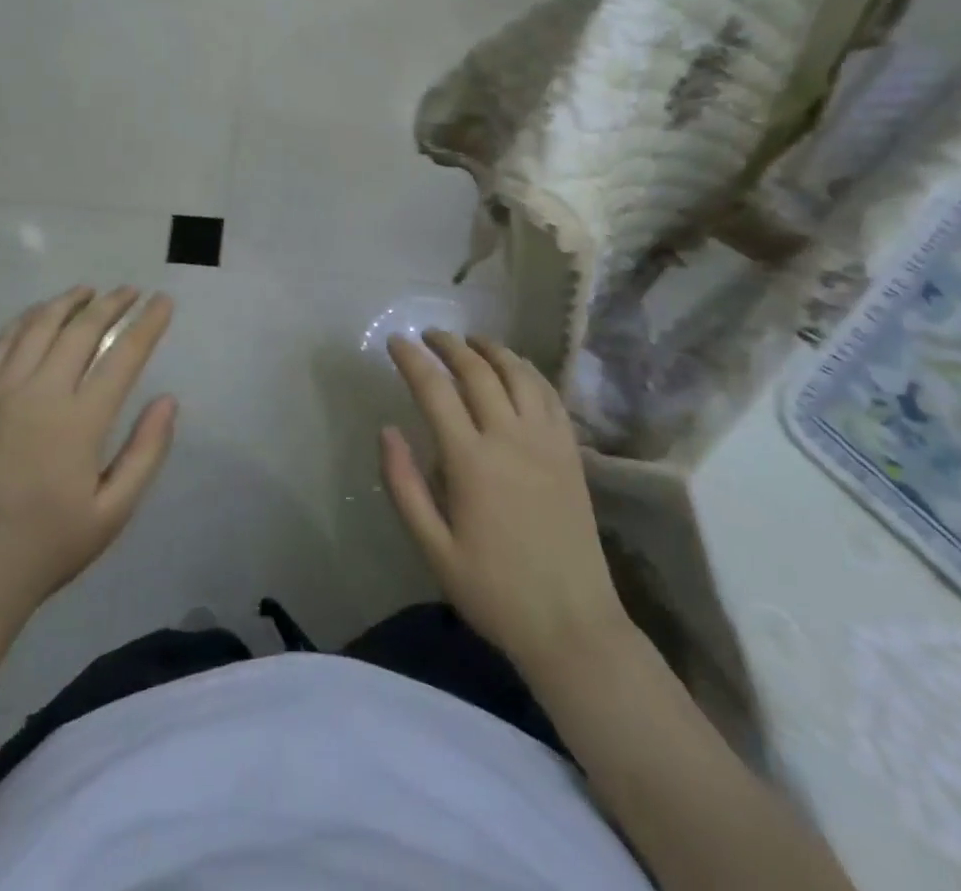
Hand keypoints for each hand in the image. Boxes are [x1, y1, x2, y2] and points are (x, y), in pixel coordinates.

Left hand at [0, 287, 176, 621]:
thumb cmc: (50, 545)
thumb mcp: (114, 512)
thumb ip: (146, 452)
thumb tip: (168, 399)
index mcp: (79, 422)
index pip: (123, 356)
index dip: (148, 324)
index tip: (163, 301)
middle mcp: (39, 395)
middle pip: (80, 330)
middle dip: (111, 304)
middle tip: (131, 291)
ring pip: (37, 328)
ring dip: (67, 303)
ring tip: (88, 291)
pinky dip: (23, 321)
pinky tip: (36, 316)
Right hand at [382, 331, 632, 680]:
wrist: (573, 625)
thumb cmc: (494, 591)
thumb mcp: (433, 549)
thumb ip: (404, 485)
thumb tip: (387, 430)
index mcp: (471, 461)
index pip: (434, 390)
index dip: (411, 359)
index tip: (395, 341)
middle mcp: (510, 438)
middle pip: (477, 370)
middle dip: (449, 345)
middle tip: (429, 335)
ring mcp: (547, 442)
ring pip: (518, 373)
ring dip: (491, 349)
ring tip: (471, 341)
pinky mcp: (571, 452)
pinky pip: (549, 394)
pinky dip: (528, 371)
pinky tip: (517, 369)